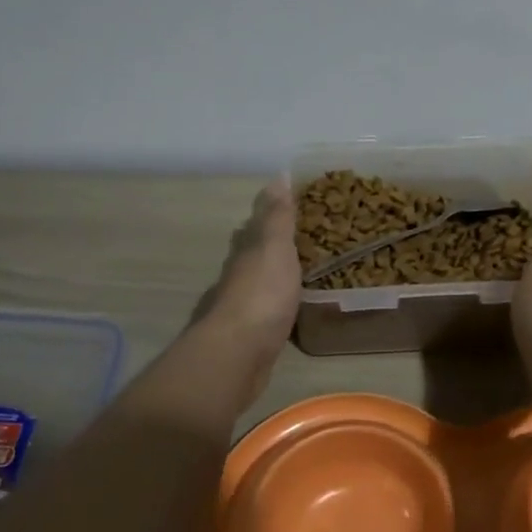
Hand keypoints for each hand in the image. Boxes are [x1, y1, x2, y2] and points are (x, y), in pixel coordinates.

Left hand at [194, 177, 300, 358]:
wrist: (237, 355)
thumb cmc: (261, 296)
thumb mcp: (274, 248)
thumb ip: (277, 217)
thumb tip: (278, 176)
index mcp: (245, 253)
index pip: (255, 226)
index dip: (269, 214)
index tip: (287, 204)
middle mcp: (237, 277)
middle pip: (250, 254)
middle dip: (265, 244)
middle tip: (294, 238)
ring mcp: (240, 309)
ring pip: (255, 284)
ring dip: (269, 276)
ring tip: (294, 273)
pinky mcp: (248, 338)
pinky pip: (264, 313)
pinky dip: (274, 306)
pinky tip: (285, 311)